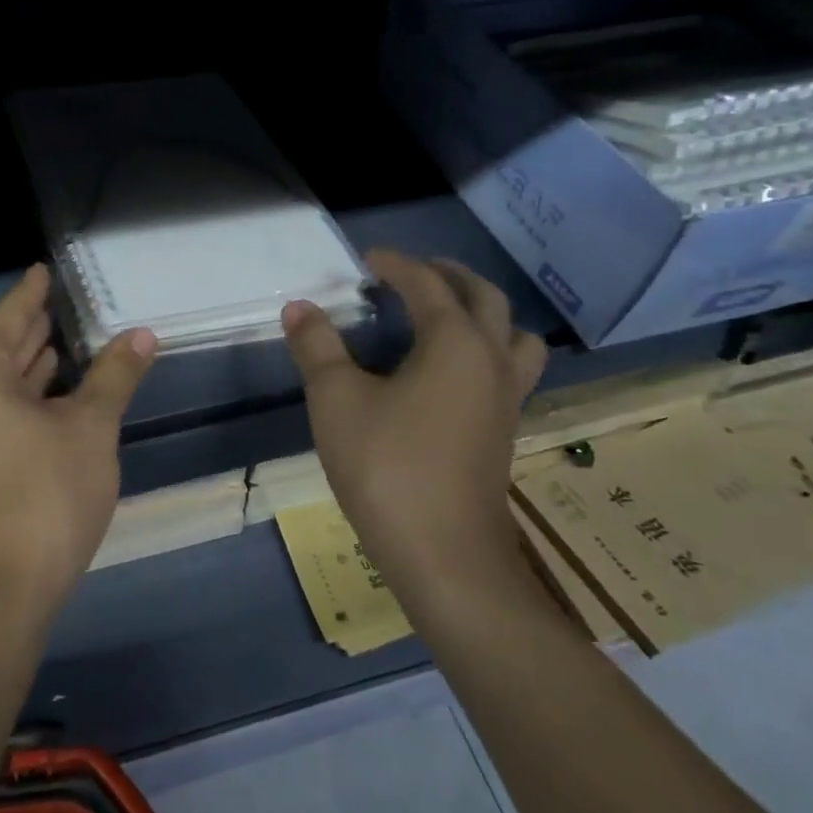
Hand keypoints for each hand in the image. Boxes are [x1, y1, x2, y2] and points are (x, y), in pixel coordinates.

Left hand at [0, 265, 156, 626]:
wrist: (1, 591)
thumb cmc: (46, 497)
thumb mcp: (91, 429)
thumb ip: (114, 375)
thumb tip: (141, 334)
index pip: (10, 315)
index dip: (33, 291)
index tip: (45, 269)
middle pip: (1, 346)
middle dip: (36, 327)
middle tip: (70, 302)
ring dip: (34, 364)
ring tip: (68, 339)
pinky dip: (26, 395)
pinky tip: (55, 391)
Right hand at [282, 249, 545, 596]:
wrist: (444, 554)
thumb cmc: (387, 467)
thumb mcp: (336, 401)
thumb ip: (317, 347)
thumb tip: (299, 307)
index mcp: (454, 342)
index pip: (427, 284)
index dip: (396, 264)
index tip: (368, 258)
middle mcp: (491, 360)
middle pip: (485, 298)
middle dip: (448, 276)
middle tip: (412, 274)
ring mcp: (507, 399)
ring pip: (512, 335)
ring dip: (483, 313)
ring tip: (447, 318)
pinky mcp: (505, 432)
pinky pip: (508, 369)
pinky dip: (487, 350)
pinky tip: (452, 375)